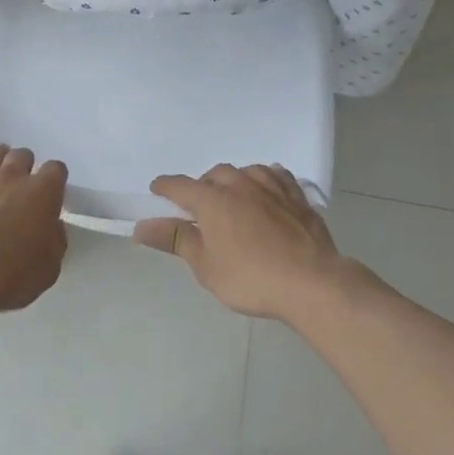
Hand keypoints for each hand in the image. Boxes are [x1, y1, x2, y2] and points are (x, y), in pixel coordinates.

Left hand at [0, 146, 67, 314]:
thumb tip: (52, 226)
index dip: (54, 180)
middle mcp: (11, 177)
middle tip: (21, 188)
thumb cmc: (10, 276)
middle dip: (25, 167)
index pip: (56, 170)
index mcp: (42, 193)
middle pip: (22, 155)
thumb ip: (54, 240)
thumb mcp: (49, 268)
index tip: (51, 195)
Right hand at [135, 163, 347, 320]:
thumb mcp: (206, 266)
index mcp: (211, 199)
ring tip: (233, 199)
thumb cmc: (251, 277)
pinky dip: (265, 180)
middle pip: (213, 175)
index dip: (164, 188)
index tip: (157, 192)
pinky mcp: (296, 196)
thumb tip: (142, 227)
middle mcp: (238, 183)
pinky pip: (276, 176)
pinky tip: (267, 191)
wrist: (311, 282)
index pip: (179, 185)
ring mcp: (271, 186)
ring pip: (244, 171)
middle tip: (201, 210)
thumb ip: (176, 240)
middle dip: (202, 187)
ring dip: (233, 182)